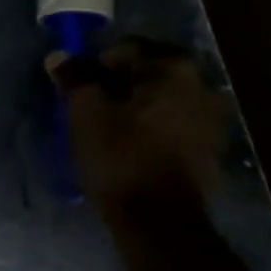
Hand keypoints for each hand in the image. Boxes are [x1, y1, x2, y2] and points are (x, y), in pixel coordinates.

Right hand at [47, 37, 226, 213]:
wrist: (159, 222)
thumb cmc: (121, 158)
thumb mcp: (87, 114)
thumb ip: (75, 79)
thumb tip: (59, 56)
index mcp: (175, 69)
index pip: (128, 48)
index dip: (98, 63)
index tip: (79, 85)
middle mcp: (202, 86)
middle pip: (149, 72)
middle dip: (119, 83)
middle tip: (91, 104)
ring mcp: (211, 119)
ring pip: (162, 99)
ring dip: (136, 105)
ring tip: (108, 126)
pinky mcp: (210, 149)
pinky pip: (174, 123)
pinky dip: (152, 126)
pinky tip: (131, 145)